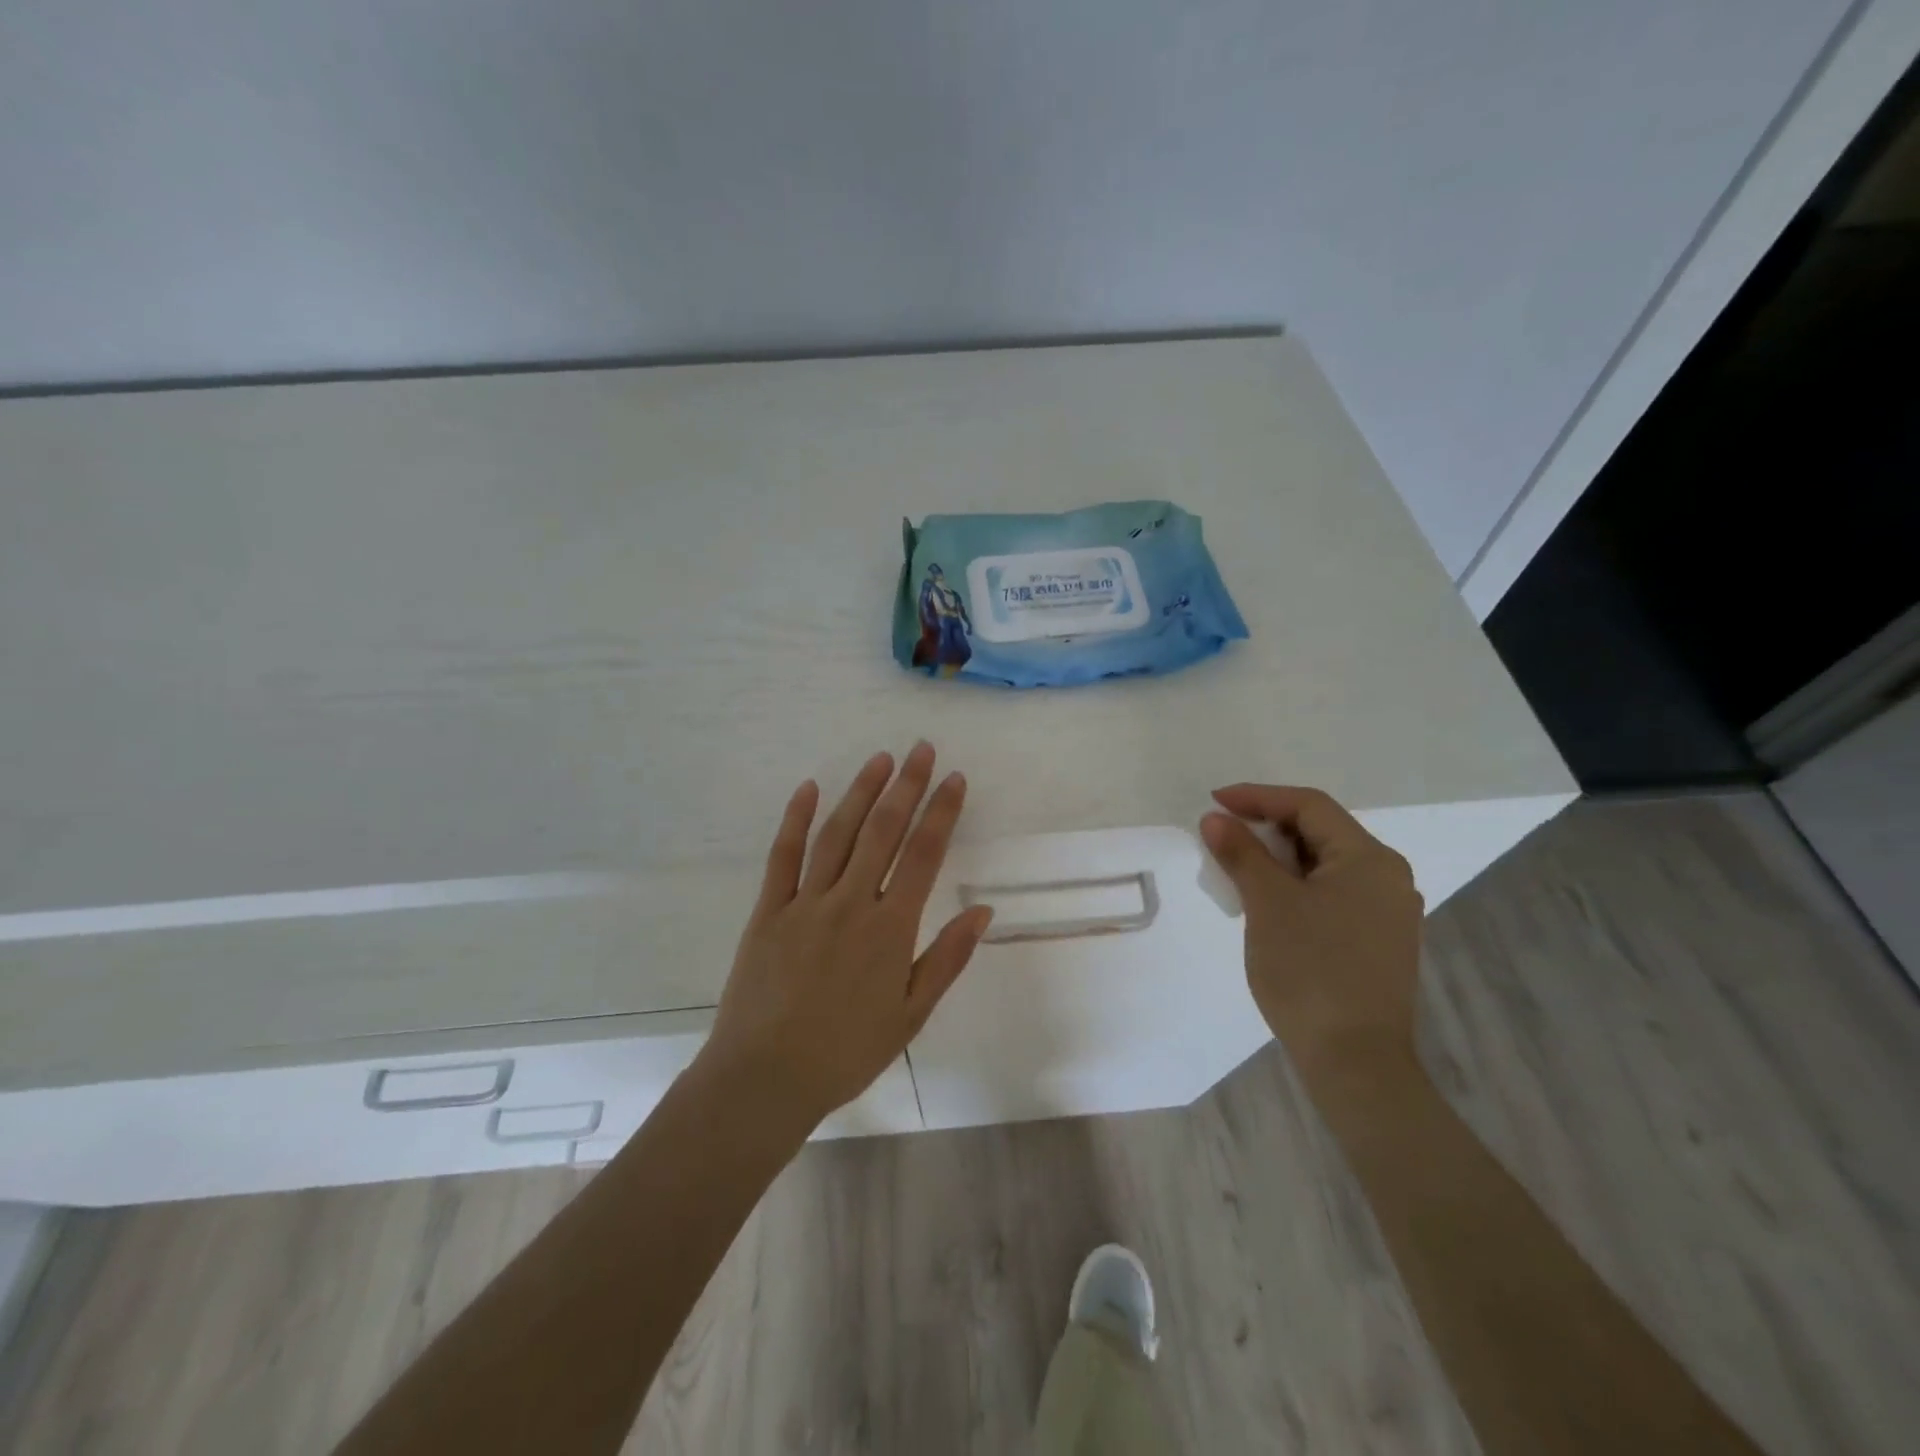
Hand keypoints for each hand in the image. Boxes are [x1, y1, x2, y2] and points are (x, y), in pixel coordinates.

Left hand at [701, 742, 992, 1130]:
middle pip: (883, 831)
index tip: (954, 779)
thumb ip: (947, 958)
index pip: (923, 855)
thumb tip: (983, 911)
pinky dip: (795, 819)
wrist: (765, 1079)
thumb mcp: (910, 1015)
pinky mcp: (768, 911)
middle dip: (906, 785)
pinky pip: (783, 856)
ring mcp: (805, 903)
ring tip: (880, 759)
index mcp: (889, 928)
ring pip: (837, 834)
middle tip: (921, 749)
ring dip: (860, 792)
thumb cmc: (847, 1052)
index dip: (941, 812)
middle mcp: (850, 903)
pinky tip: (808, 788)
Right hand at [1201, 784, 1424, 1085]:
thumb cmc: (1310, 971)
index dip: (1258, 797)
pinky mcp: (1378, 940)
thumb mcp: (1267, 904)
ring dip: (1278, 858)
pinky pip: (1332, 893)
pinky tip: (1267, 901)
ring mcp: (1387, 912)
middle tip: (1221, 836)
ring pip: (1324, 864)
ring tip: (1236, 866)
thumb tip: (1215, 819)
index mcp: (1369, 859)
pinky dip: (1295, 886)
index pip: (1309, 806)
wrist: (1355, 1062)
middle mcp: (1387, 877)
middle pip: (1320, 832)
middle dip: (1266, 828)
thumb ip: (1241, 853)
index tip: (1214, 803)